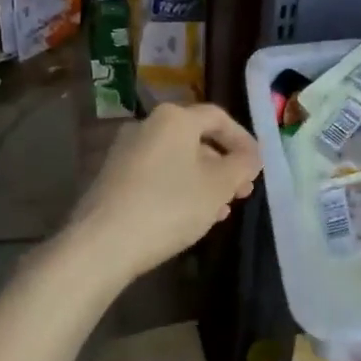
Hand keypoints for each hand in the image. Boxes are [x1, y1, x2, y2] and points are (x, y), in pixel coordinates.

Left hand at [66, 102, 261, 282]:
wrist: (103, 243)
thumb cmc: (170, 206)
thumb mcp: (219, 186)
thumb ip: (242, 166)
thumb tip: (250, 157)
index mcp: (174, 118)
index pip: (218, 118)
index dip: (243, 140)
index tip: (257, 167)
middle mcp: (146, 125)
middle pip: (195, 139)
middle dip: (223, 165)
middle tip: (241, 192)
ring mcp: (125, 151)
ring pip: (176, 159)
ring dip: (203, 180)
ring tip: (220, 210)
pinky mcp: (112, 177)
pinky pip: (156, 174)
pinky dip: (178, 188)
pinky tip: (189, 216)